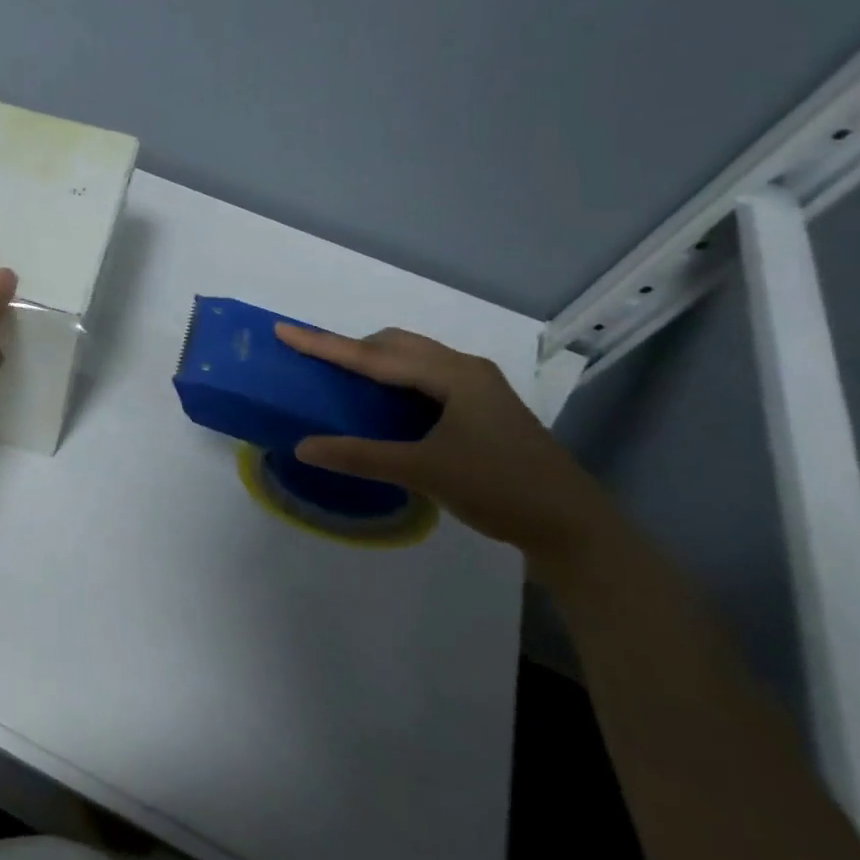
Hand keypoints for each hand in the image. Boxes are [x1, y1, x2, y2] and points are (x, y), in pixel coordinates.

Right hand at [274, 323, 613, 576]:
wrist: (575, 528)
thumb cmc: (500, 489)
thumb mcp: (424, 470)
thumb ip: (360, 455)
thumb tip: (302, 447)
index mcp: (452, 374)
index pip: (373, 355)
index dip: (324, 344)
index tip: (284, 330)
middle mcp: (465, 369)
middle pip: (396, 344)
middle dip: (353, 348)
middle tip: (316, 362)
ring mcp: (479, 387)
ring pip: (414, 358)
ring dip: (376, 362)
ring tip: (344, 379)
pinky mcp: (484, 407)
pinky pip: (427, 376)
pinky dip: (397, 380)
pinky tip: (386, 403)